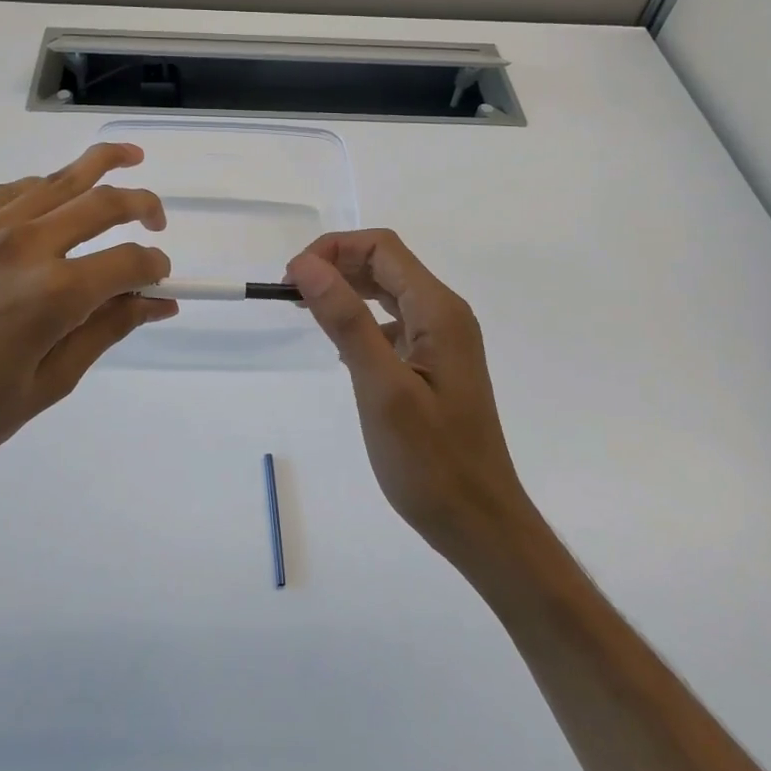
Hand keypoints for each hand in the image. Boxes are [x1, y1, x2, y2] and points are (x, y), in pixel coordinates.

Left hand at [0, 143, 174, 520]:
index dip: (155, 268)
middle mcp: (21, 246)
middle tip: (158, 217)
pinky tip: (52, 197)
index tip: (161, 279)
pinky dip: (41, 188)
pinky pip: (6, 193)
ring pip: (54, 181)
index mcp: (52, 295)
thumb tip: (156, 303)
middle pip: (101, 202)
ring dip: (97, 167)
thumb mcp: (47, 385)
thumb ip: (106, 332)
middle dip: (143, 204)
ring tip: (127, 158)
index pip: (128, 262)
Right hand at [285, 230, 532, 569]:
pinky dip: (361, 320)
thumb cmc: (430, 461)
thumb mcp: (381, 387)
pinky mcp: (435, 364)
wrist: (480, 523)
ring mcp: (443, 340)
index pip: (382, 248)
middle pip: (385, 264)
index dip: (333, 250)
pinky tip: (339, 346)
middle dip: (336, 266)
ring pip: (388, 292)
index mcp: (438, 310)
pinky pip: (394, 323)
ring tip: (305, 310)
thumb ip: (345, 321)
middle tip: (291, 295)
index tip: (292, 279)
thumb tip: (306, 265)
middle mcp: (445, 314)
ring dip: (346, 291)